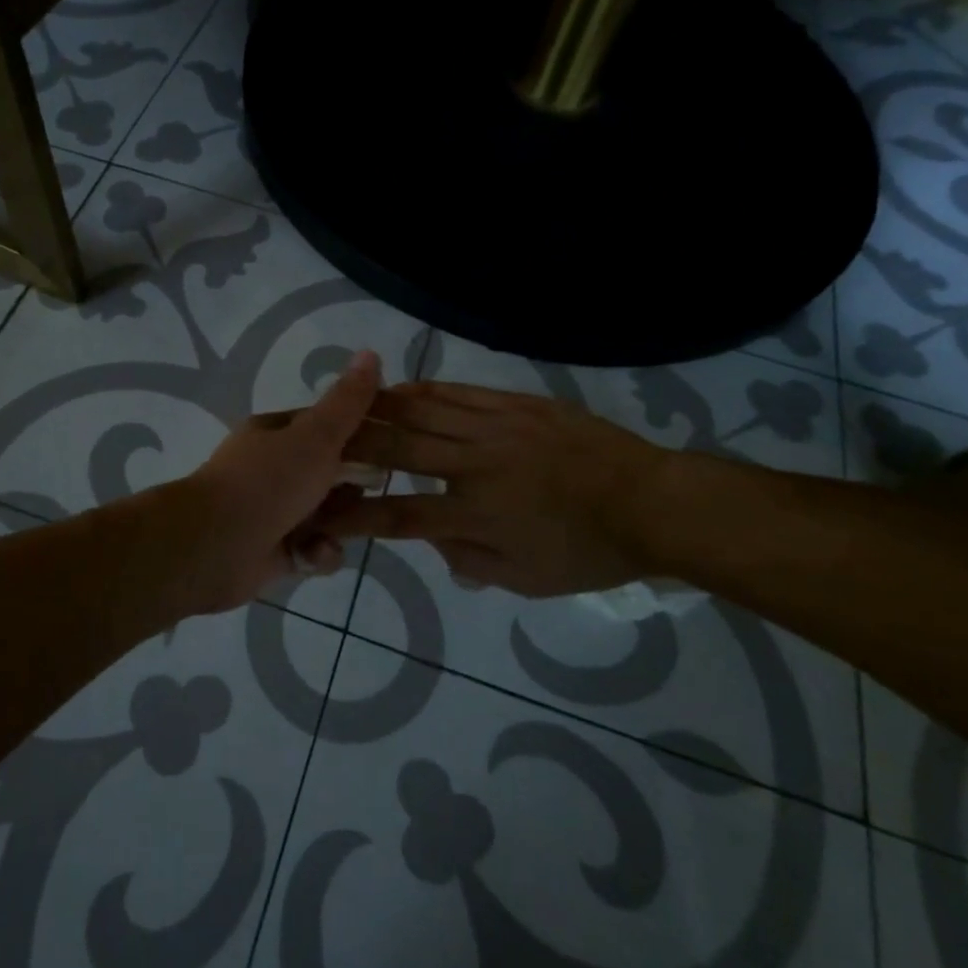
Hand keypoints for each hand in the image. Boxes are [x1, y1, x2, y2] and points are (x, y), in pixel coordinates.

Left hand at [171, 350, 383, 616]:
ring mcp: (272, 511)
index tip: (394, 444)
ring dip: (337, 526)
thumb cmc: (267, 482)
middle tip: (368, 493)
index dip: (360, 433)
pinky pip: (313, 549)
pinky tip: (311, 555)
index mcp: (276, 433)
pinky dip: (317, 554)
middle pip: (331, 473)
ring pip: (327, 515)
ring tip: (333, 532)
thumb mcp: (315, 436)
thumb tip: (370, 352)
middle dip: (352, 487)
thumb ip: (347, 402)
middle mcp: (272, 469)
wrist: (213, 548)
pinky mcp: (274, 552)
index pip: (327, 425)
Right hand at [322, 380, 672, 598]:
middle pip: (397, 451)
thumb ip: (470, 562)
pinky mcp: (515, 404)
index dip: (355, 516)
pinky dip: (424, 391)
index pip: (399, 515)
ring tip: (348, 406)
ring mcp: (495, 428)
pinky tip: (401, 388)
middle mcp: (474, 466)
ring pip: (422, 412)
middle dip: (351, 445)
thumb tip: (433, 541)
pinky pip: (459, 393)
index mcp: (475, 516)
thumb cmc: (588, 551)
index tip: (324, 514)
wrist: (650, 502)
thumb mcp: (526, 579)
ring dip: (378, 409)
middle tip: (318, 440)